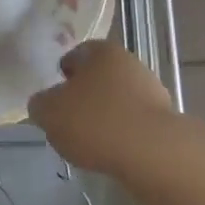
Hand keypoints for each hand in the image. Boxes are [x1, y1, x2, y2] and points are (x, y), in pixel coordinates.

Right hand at [27, 39, 177, 175]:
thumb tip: (43, 104)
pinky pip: (133, 124)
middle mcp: (128, 62)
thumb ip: (40, 104)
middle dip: (84, 97)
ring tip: (90, 144)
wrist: (153, 153)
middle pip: (98, 77)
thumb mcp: (50, 112)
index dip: (63, 75)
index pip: (75, 55)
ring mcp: (150, 90)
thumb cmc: (96, 121)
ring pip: (117, 101)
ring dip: (105, 117)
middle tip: (69, 121)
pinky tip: (112, 154)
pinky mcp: (164, 119)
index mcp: (101, 50)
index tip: (55, 98)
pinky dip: (122, 135)